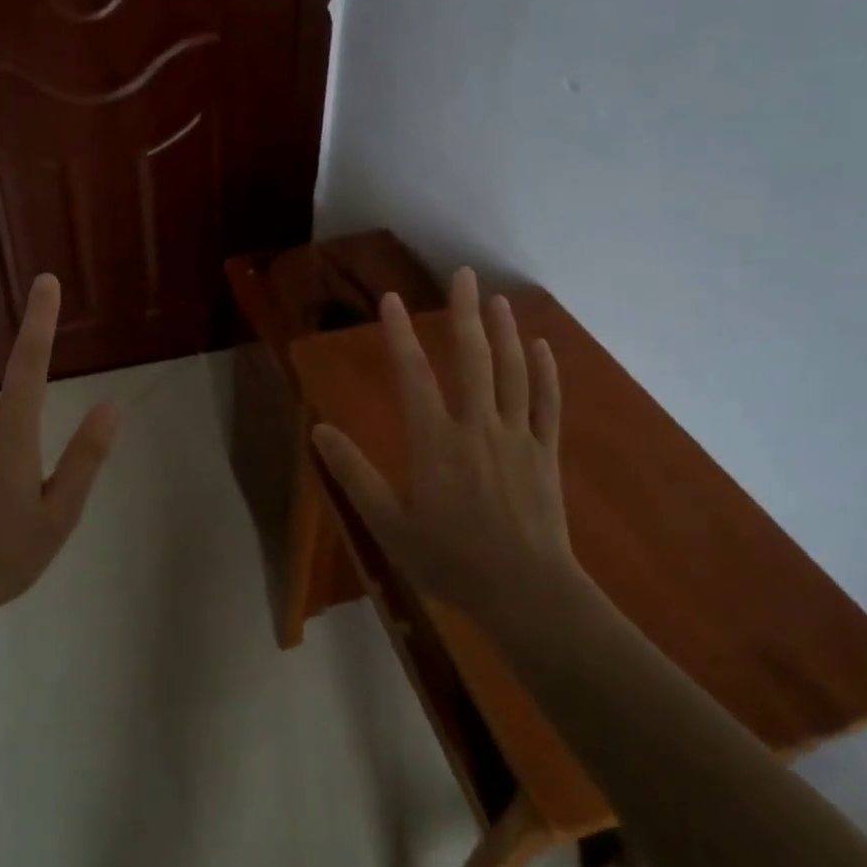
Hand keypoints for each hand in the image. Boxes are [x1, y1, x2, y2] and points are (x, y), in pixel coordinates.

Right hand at [312, 268, 585, 621]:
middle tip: (464, 274)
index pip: (414, 375)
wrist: (525, 591)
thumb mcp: (389, 524)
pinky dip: (545, 372)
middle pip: (472, 359)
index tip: (392, 300)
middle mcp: (477, 426)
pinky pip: (547, 404)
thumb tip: (319, 431)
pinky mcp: (545, 453)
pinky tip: (541, 346)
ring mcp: (517, 437)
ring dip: (504, 332)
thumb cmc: (450, 560)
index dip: (400, 334)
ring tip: (497, 299)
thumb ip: (354, 474)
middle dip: (465, 313)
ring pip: (512, 372)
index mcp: (435, 441)